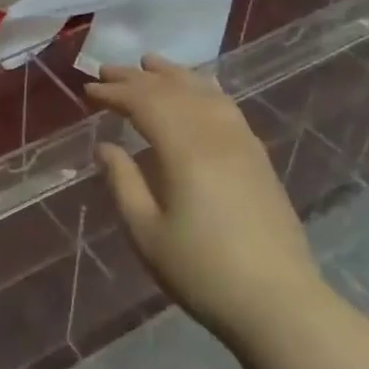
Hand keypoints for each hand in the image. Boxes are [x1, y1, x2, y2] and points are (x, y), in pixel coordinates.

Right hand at [85, 56, 323, 346]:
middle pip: (173, 91)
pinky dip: (203, 89)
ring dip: (173, 74)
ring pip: (204, 92)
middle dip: (136, 78)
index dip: (114, 93)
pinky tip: (197, 91)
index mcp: (185, 150)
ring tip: (150, 64)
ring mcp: (242, 144)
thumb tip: (106, 146)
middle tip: (106, 70)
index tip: (88, 90)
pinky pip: (226, 106)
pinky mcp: (258, 158)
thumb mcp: (146, 232)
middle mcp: (216, 135)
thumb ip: (123, 182)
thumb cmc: (202, 271)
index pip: (144, 103)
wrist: (279, 304)